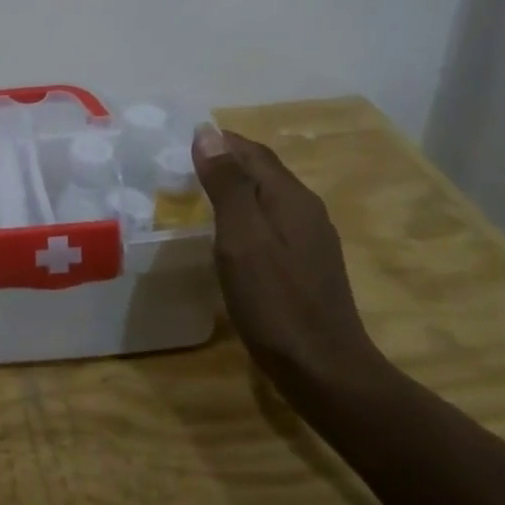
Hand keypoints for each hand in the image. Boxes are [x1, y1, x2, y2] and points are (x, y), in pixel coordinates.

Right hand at [191, 123, 380, 396]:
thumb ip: (227, 184)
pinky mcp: (306, 266)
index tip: (179, 142)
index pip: (252, 152)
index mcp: (291, 198)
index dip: (218, 141)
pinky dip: (244, 216)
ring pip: (267, 198)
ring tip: (196, 196)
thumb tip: (208, 133)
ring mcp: (310, 240)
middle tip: (181, 167)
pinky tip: (227, 237)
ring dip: (234, 189)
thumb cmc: (276, 302)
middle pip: (263, 172)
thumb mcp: (242, 239)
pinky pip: (271, 224)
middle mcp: (306, 210)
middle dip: (225, 162)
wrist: (326, 372)